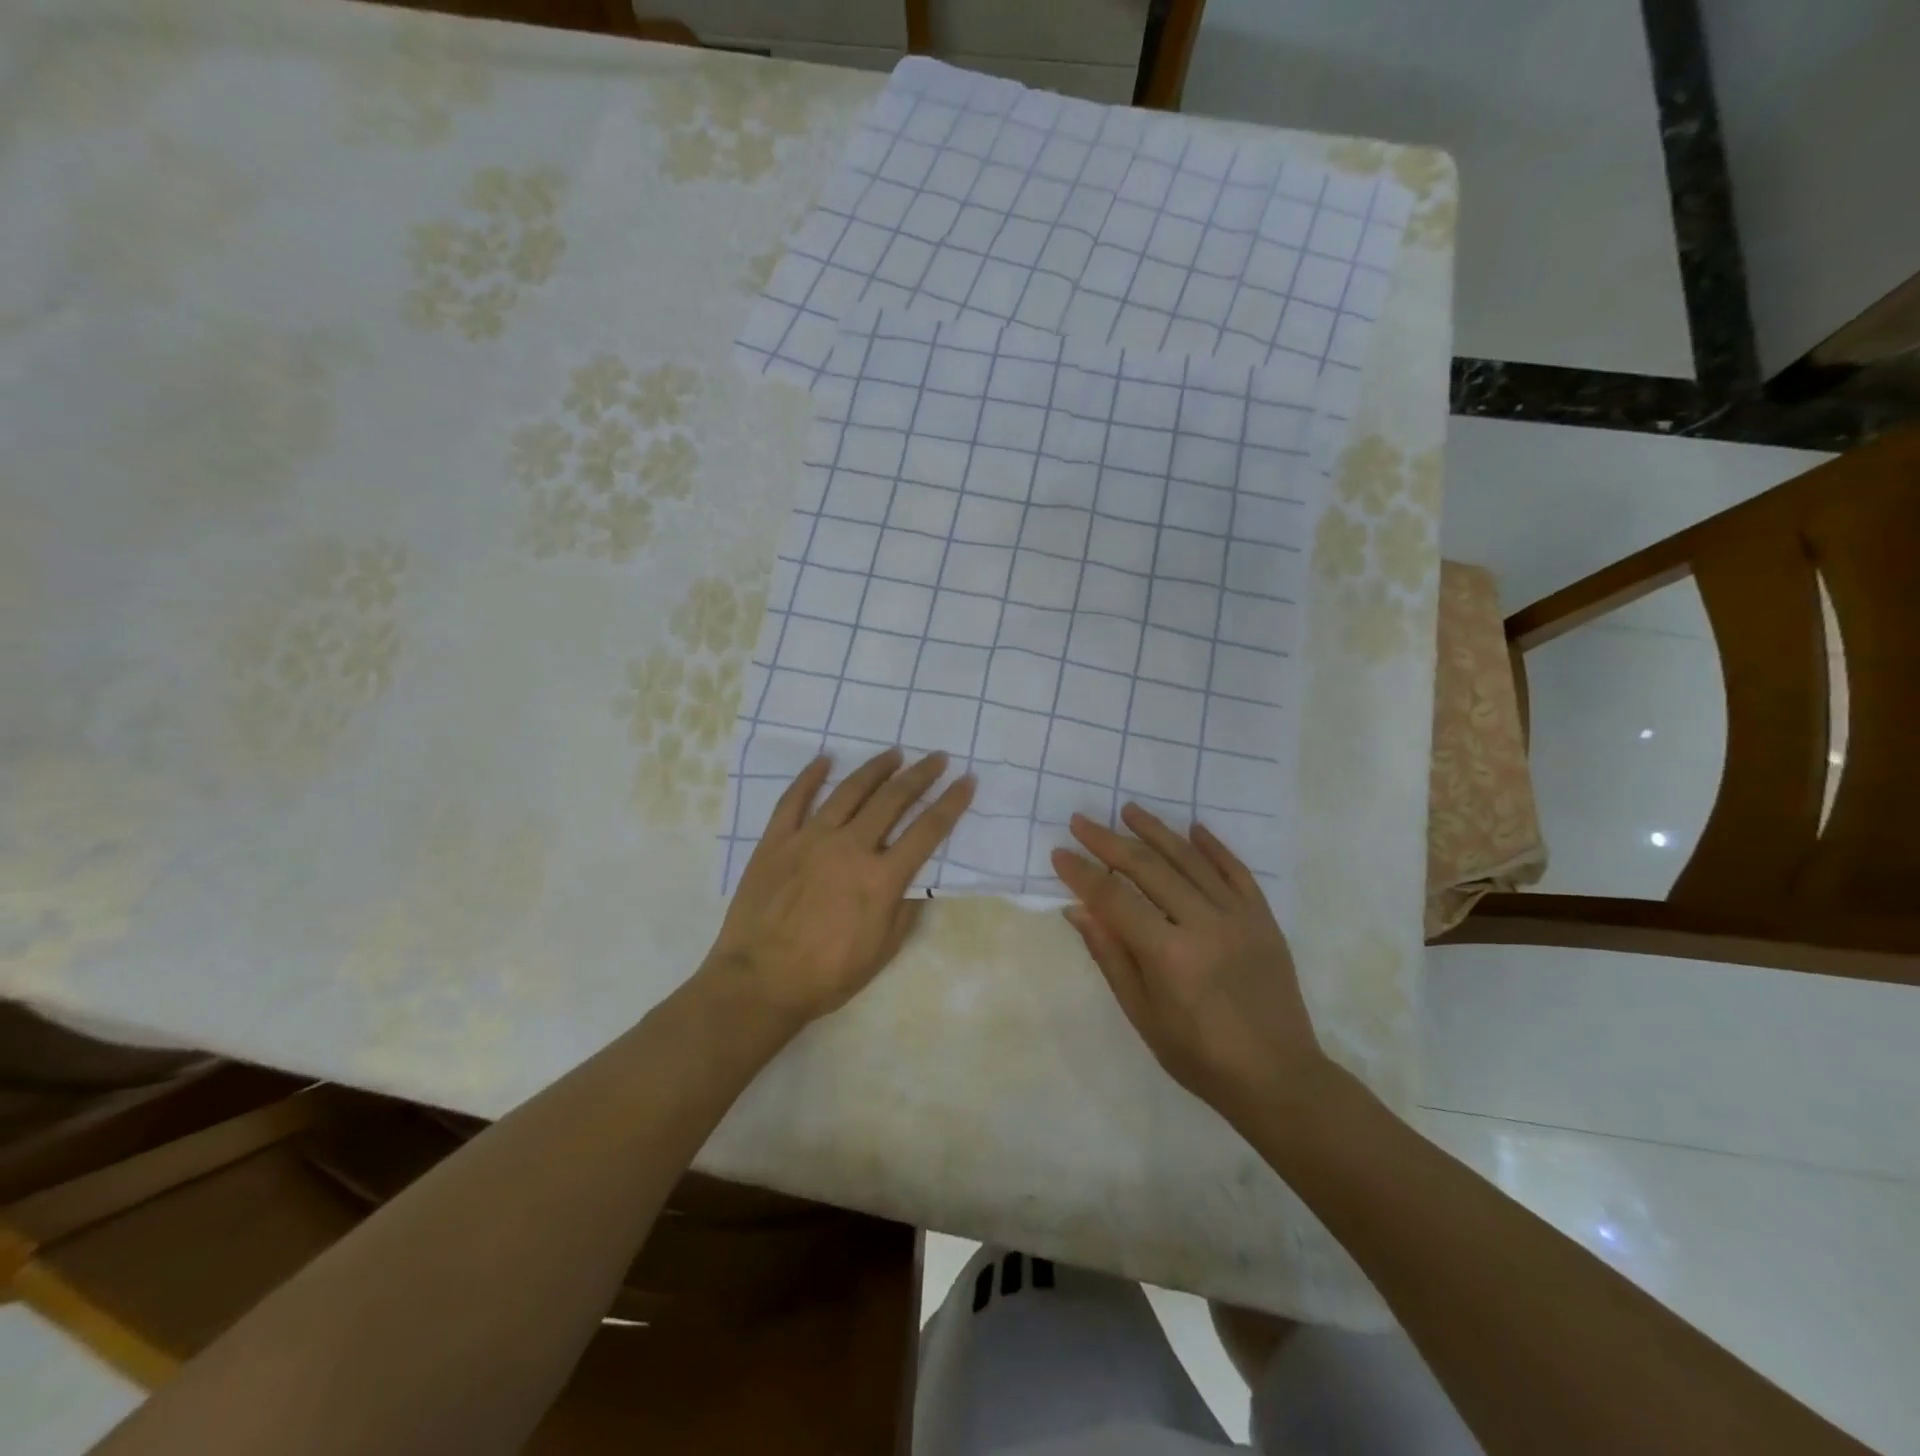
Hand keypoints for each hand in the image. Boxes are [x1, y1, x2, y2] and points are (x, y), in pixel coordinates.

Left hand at [704, 748, 973, 1028]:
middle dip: (920, 775)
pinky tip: (825, 760)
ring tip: (893, 753)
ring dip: (875, 769)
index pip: (927, 831)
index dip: (951, 803)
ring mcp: (810, 839)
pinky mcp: (776, 841)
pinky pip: (794, 800)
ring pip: (849, 792)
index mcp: (881, 878)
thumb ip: (905, 910)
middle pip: (892, 800)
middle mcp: (850, 848)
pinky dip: (810, 777)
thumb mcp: (882, 951)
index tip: (967, 780)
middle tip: (937, 757)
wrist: (760, 982)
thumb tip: (918, 879)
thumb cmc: (827, 974)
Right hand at [1052, 804, 1331, 1124]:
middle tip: (1082, 821)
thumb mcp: (1143, 1015)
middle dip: (1109, 841)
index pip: (1114, 899)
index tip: (1060, 853)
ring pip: (1190, 860)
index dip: (1083, 874)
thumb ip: (1110, 956)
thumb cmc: (1199, 1057)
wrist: (1279, 1079)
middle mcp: (1203, 924)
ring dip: (1156, 831)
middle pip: (1148, 869)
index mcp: (1168, 954)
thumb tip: (1078, 910)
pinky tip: (1194, 828)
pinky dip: (1214, 847)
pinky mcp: (1263, 919)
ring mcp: (1238, 917)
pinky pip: (1236, 871)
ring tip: (1129, 810)